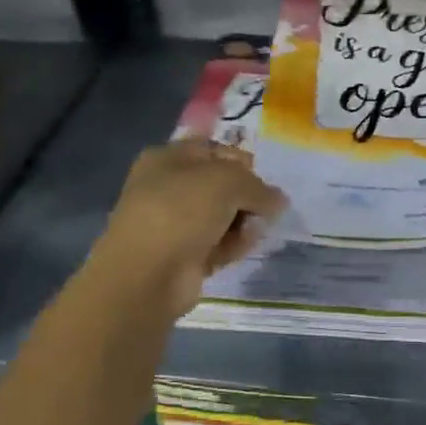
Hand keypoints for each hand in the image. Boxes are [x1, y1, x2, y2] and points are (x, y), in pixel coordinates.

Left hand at [92, 140, 287, 315]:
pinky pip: (219, 244)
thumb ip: (258, 186)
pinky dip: (234, 244)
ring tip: (255, 229)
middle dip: (247, 195)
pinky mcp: (184, 256)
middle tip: (265, 207)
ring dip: (243, 221)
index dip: (242, 161)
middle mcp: (169, 188)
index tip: (264, 177)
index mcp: (169, 158)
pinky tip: (244, 247)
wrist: (147, 274)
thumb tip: (278, 200)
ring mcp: (175, 224)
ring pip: (222, 216)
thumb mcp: (227, 181)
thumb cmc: (181, 211)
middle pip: (221, 185)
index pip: (214, 150)